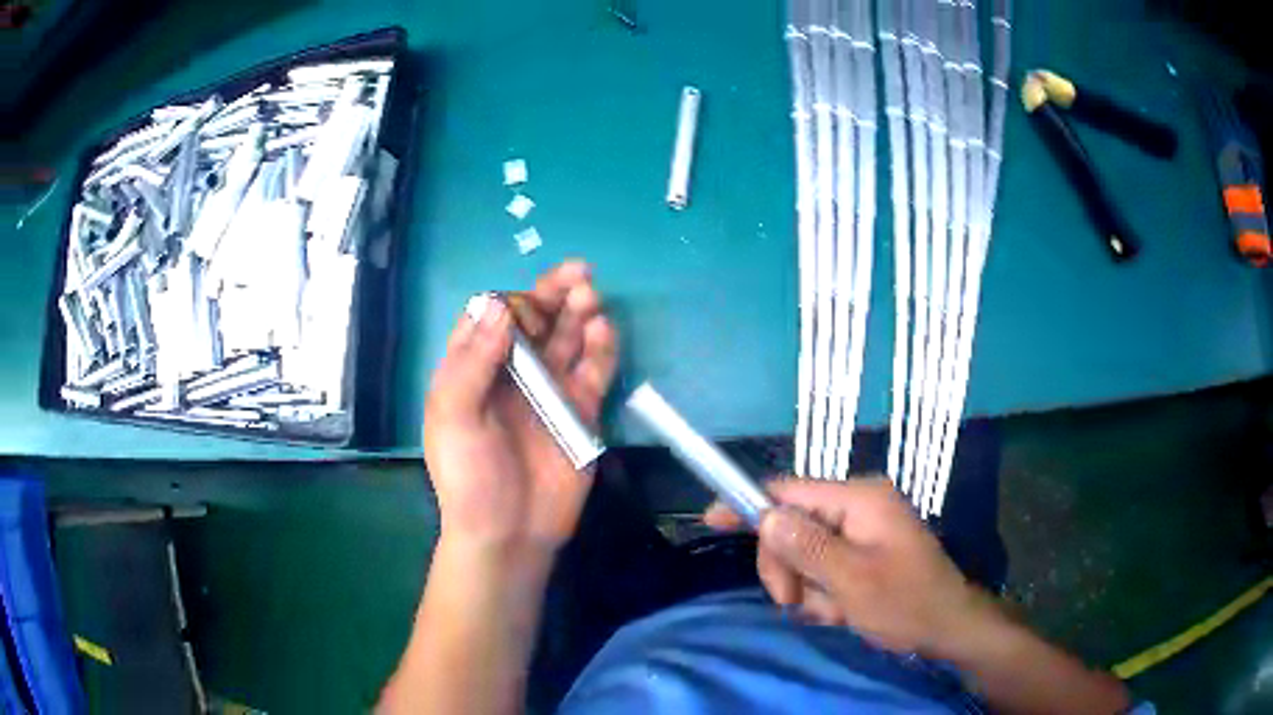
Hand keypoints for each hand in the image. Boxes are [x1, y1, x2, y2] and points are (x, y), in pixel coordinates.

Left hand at [424, 261, 618, 556]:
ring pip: (567, 340)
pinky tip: (603, 330)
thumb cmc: (469, 477)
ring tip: (590, 296)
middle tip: (579, 273)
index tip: (524, 298)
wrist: (509, 534)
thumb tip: (497, 304)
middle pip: (536, 322)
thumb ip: (473, 360)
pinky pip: (594, 371)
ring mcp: (550, 392)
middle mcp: (513, 374)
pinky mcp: (581, 412)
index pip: (491, 319)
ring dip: (580, 314)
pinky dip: (601, 349)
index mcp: (474, 370)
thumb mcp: (453, 416)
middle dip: (554, 295)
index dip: (509, 301)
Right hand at [705, 477, 1000, 656]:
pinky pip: (822, 570)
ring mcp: (861, 531)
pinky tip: (841, 612)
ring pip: (803, 555)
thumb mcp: (853, 580)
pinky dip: (823, 594)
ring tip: (833, 612)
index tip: (712, 519)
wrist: (947, 628)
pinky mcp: (862, 554)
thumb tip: (766, 517)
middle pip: (792, 527)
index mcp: (860, 500)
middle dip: (786, 567)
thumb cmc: (905, 603)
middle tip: (791, 602)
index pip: (790, 492)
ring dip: (808, 588)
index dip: (750, 504)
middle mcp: (858, 507)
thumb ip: (807, 547)